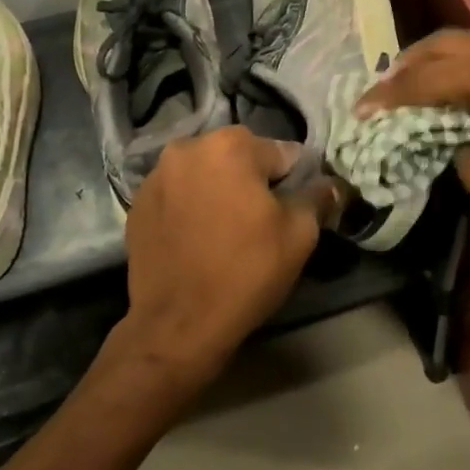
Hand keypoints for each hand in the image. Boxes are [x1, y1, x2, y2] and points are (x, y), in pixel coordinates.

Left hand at [114, 126, 342, 393]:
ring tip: (227, 229)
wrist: (178, 324)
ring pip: (205, 172)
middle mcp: (188, 147)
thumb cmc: (246, 272)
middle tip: (261, 220)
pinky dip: (191, 205)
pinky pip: (178, 193)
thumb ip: (318, 198)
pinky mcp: (137, 203)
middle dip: (253, 180)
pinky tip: (198, 237)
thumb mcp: (299, 235)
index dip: (294, 181)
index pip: (282, 153)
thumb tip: (332, 184)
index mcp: (231, 145)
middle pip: (239, 156)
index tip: (294, 209)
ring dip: (219, 189)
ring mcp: (156, 175)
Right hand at [356, 30, 469, 251]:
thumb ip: (456, 146)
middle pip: (448, 44)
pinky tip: (463, 86)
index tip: (361, 108)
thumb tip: (451, 136)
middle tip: (387, 84)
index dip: (388, 95)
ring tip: (420, 80)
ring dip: (443, 59)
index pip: (425, 78)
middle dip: (412, 62)